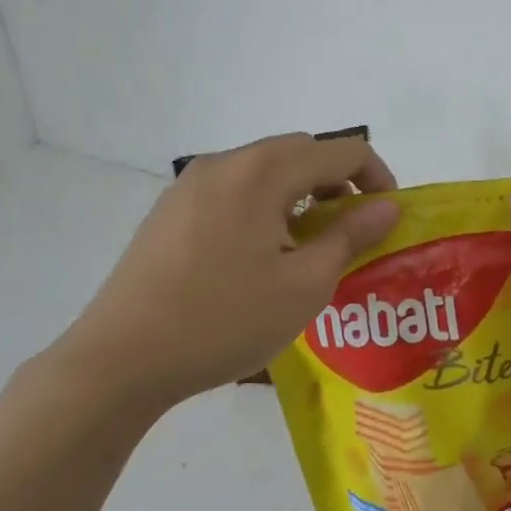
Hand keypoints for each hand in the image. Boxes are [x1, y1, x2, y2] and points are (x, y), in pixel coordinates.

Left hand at [45, 133, 400, 428]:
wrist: (122, 359)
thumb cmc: (225, 320)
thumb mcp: (305, 285)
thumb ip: (351, 236)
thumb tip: (387, 207)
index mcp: (262, 172)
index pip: (340, 151)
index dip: (376, 176)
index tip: (388, 216)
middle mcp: (225, 163)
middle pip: (300, 152)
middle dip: (338, 182)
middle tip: (352, 229)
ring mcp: (190, 184)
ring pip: (264, 170)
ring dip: (300, 194)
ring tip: (307, 246)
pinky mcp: (170, 210)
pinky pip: (233, 189)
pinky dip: (264, 205)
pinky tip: (259, 255)